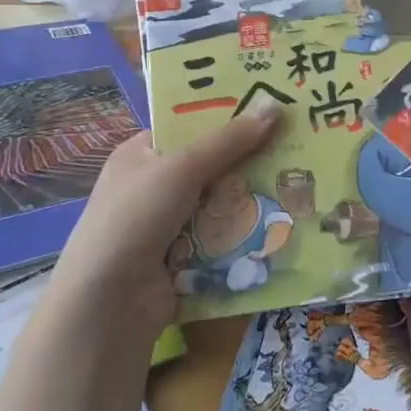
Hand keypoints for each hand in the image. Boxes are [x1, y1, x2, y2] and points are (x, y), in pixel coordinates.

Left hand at [42, 98, 282, 341]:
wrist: (108, 304)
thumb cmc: (135, 219)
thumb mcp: (180, 168)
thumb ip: (228, 140)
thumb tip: (276, 106)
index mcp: (141, 154)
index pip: (189, 126)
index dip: (228, 116)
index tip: (273, 108)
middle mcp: (154, 186)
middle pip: (212, 164)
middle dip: (250, 160)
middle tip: (299, 145)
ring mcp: (169, 225)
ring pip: (223, 202)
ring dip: (254, 198)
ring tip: (302, 183)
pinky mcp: (186, 259)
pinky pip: (224, 237)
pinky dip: (247, 233)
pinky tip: (284, 222)